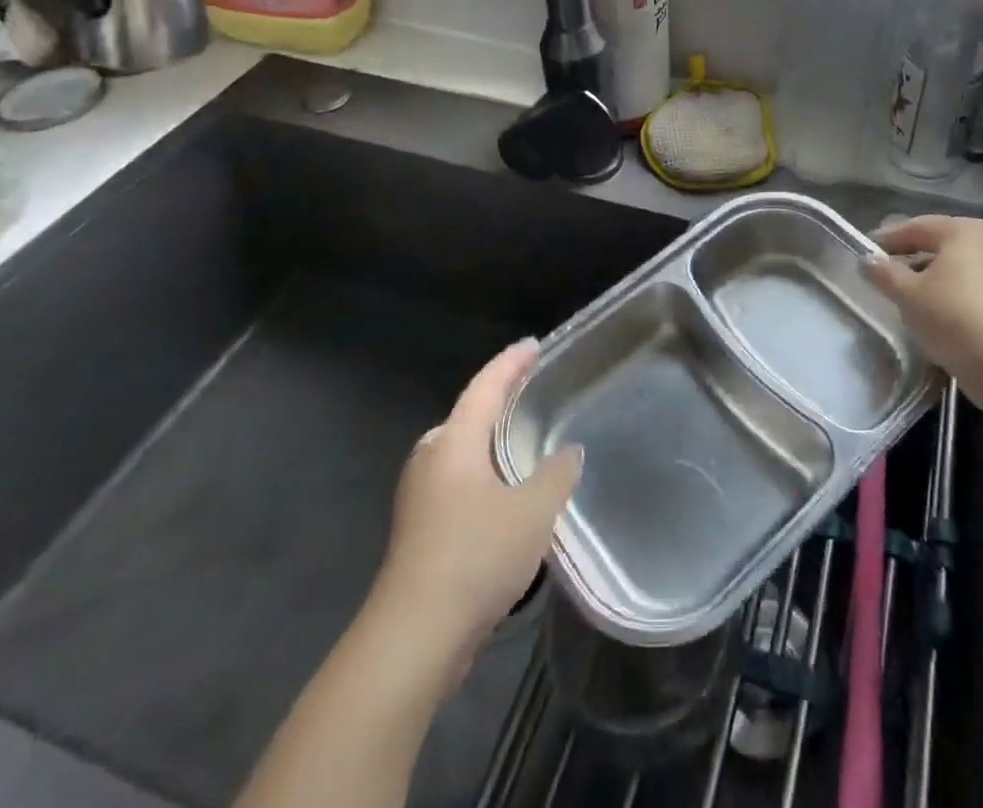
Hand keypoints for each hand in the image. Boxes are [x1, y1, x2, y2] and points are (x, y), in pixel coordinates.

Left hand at [370, 339, 580, 688]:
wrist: (413, 638)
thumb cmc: (475, 556)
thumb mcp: (533, 511)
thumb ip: (556, 473)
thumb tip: (568, 451)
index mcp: (453, 442)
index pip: (486, 386)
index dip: (511, 363)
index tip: (534, 345)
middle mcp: (431, 459)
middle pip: (468, 415)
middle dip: (499, 400)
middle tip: (534, 392)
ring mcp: (420, 497)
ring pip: (462, 452)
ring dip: (491, 441)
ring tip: (526, 440)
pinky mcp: (420, 531)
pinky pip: (459, 482)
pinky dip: (484, 473)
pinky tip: (506, 495)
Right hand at [866, 215, 982, 419]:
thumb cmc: (954, 316)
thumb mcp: (908, 295)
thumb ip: (884, 274)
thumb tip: (866, 260)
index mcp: (964, 231)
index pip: (917, 227)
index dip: (888, 239)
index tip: (867, 251)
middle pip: (940, 247)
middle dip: (912, 260)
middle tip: (886, 275)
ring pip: (958, 272)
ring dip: (933, 282)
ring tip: (908, 301)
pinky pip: (974, 294)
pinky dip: (953, 300)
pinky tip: (939, 320)